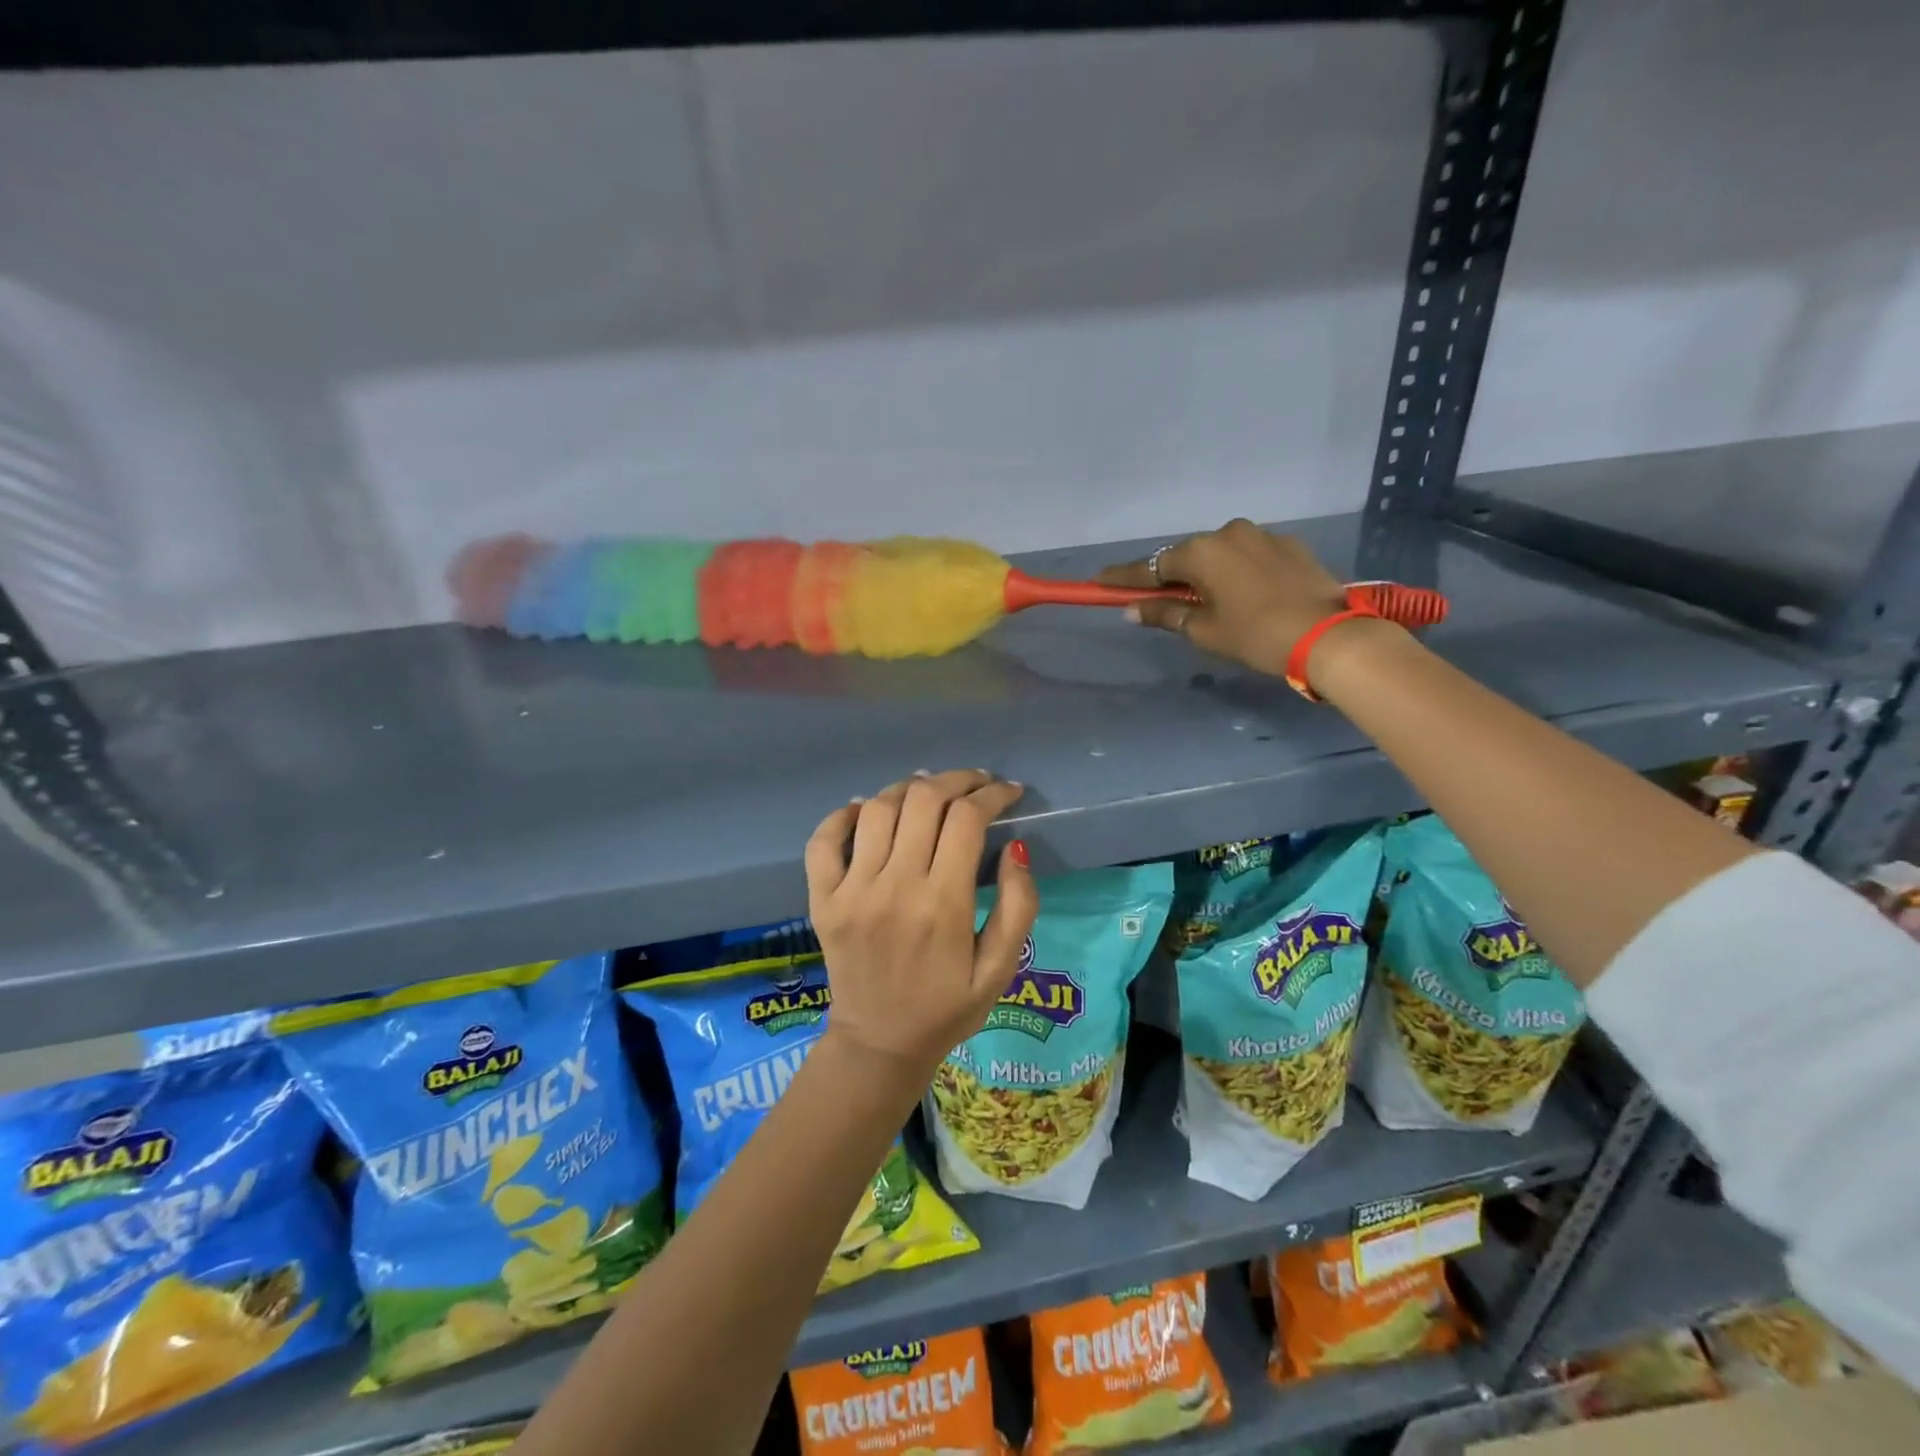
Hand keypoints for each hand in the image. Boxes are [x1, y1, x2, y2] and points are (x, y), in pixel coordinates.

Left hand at [805, 770, 1038, 1087]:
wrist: (879, 1044)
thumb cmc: (946, 1008)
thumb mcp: (1000, 969)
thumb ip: (1018, 907)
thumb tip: (1015, 848)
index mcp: (943, 904)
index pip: (967, 819)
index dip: (992, 793)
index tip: (1008, 791)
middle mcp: (894, 887)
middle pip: (923, 800)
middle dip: (957, 780)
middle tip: (975, 784)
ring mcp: (851, 890)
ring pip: (878, 808)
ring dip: (909, 789)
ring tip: (930, 793)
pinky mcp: (822, 898)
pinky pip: (824, 840)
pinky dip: (845, 815)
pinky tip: (868, 811)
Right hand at [1099, 519, 1349, 679]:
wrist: (1329, 635)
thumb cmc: (1255, 635)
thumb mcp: (1204, 630)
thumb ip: (1165, 614)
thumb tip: (1132, 610)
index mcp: (1202, 551)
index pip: (1151, 567)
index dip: (1124, 578)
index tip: (1099, 581)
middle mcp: (1229, 532)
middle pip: (1186, 556)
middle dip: (1169, 577)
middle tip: (1155, 599)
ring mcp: (1262, 535)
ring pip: (1219, 554)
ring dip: (1205, 574)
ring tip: (1204, 601)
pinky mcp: (1289, 545)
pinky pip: (1248, 557)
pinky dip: (1235, 573)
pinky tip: (1241, 595)